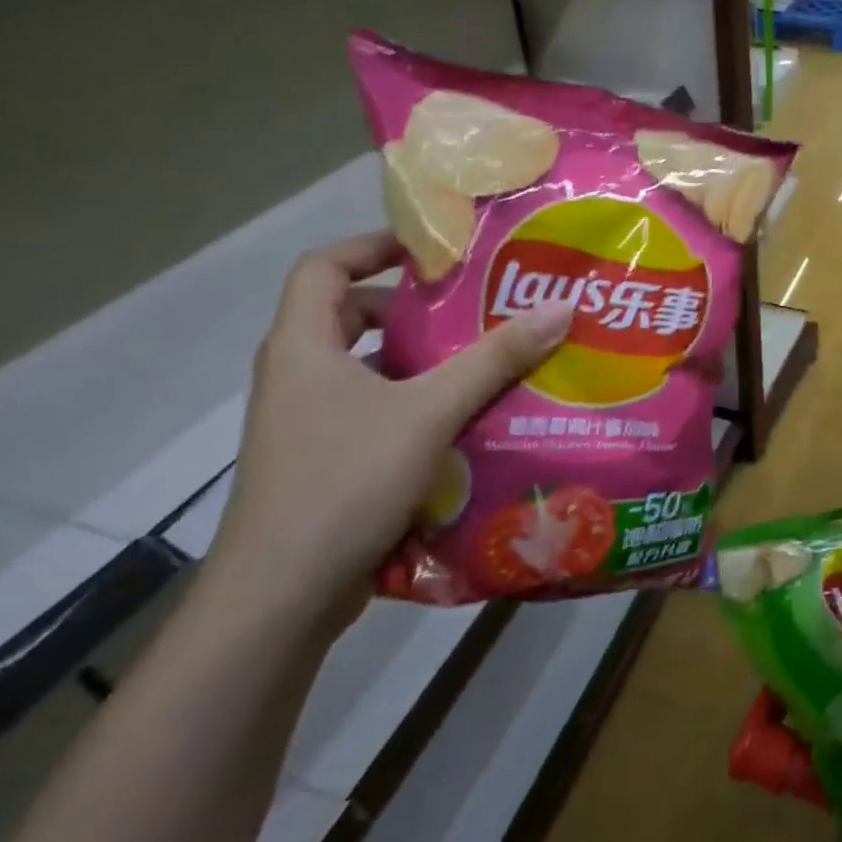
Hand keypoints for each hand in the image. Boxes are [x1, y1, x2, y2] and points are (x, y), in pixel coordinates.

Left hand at [203, 232, 573, 624]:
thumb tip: (559, 307)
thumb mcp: (429, 411)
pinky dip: (420, 407)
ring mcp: (310, 424)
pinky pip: (378, 413)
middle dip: (413, 308)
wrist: (282, 595)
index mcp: (304, 346)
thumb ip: (494, 359)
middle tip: (477, 307)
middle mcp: (299, 377)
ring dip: (423, 362)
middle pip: (350, 317)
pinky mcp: (327, 462)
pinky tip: (470, 423)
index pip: (324, 266)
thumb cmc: (345, 481)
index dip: (374, 246)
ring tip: (488, 361)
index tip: (435, 251)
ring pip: (370, 370)